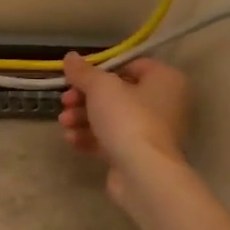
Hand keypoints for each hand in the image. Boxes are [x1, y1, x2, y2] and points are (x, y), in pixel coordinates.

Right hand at [59, 52, 191, 203]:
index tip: (76, 78)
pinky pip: (111, 139)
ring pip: (111, 118)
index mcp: (165, 80)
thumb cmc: (127, 118)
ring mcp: (151, 131)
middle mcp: (164, 103)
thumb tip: (70, 57)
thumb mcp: (100, 87)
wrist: (141, 172)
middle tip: (64, 102)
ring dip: (83, 118)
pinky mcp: (138, 154)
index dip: (100, 70)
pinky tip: (71, 140)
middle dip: (84, 98)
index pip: (130, 65)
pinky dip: (91, 138)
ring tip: (64, 124)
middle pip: (117, 94)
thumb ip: (83, 72)